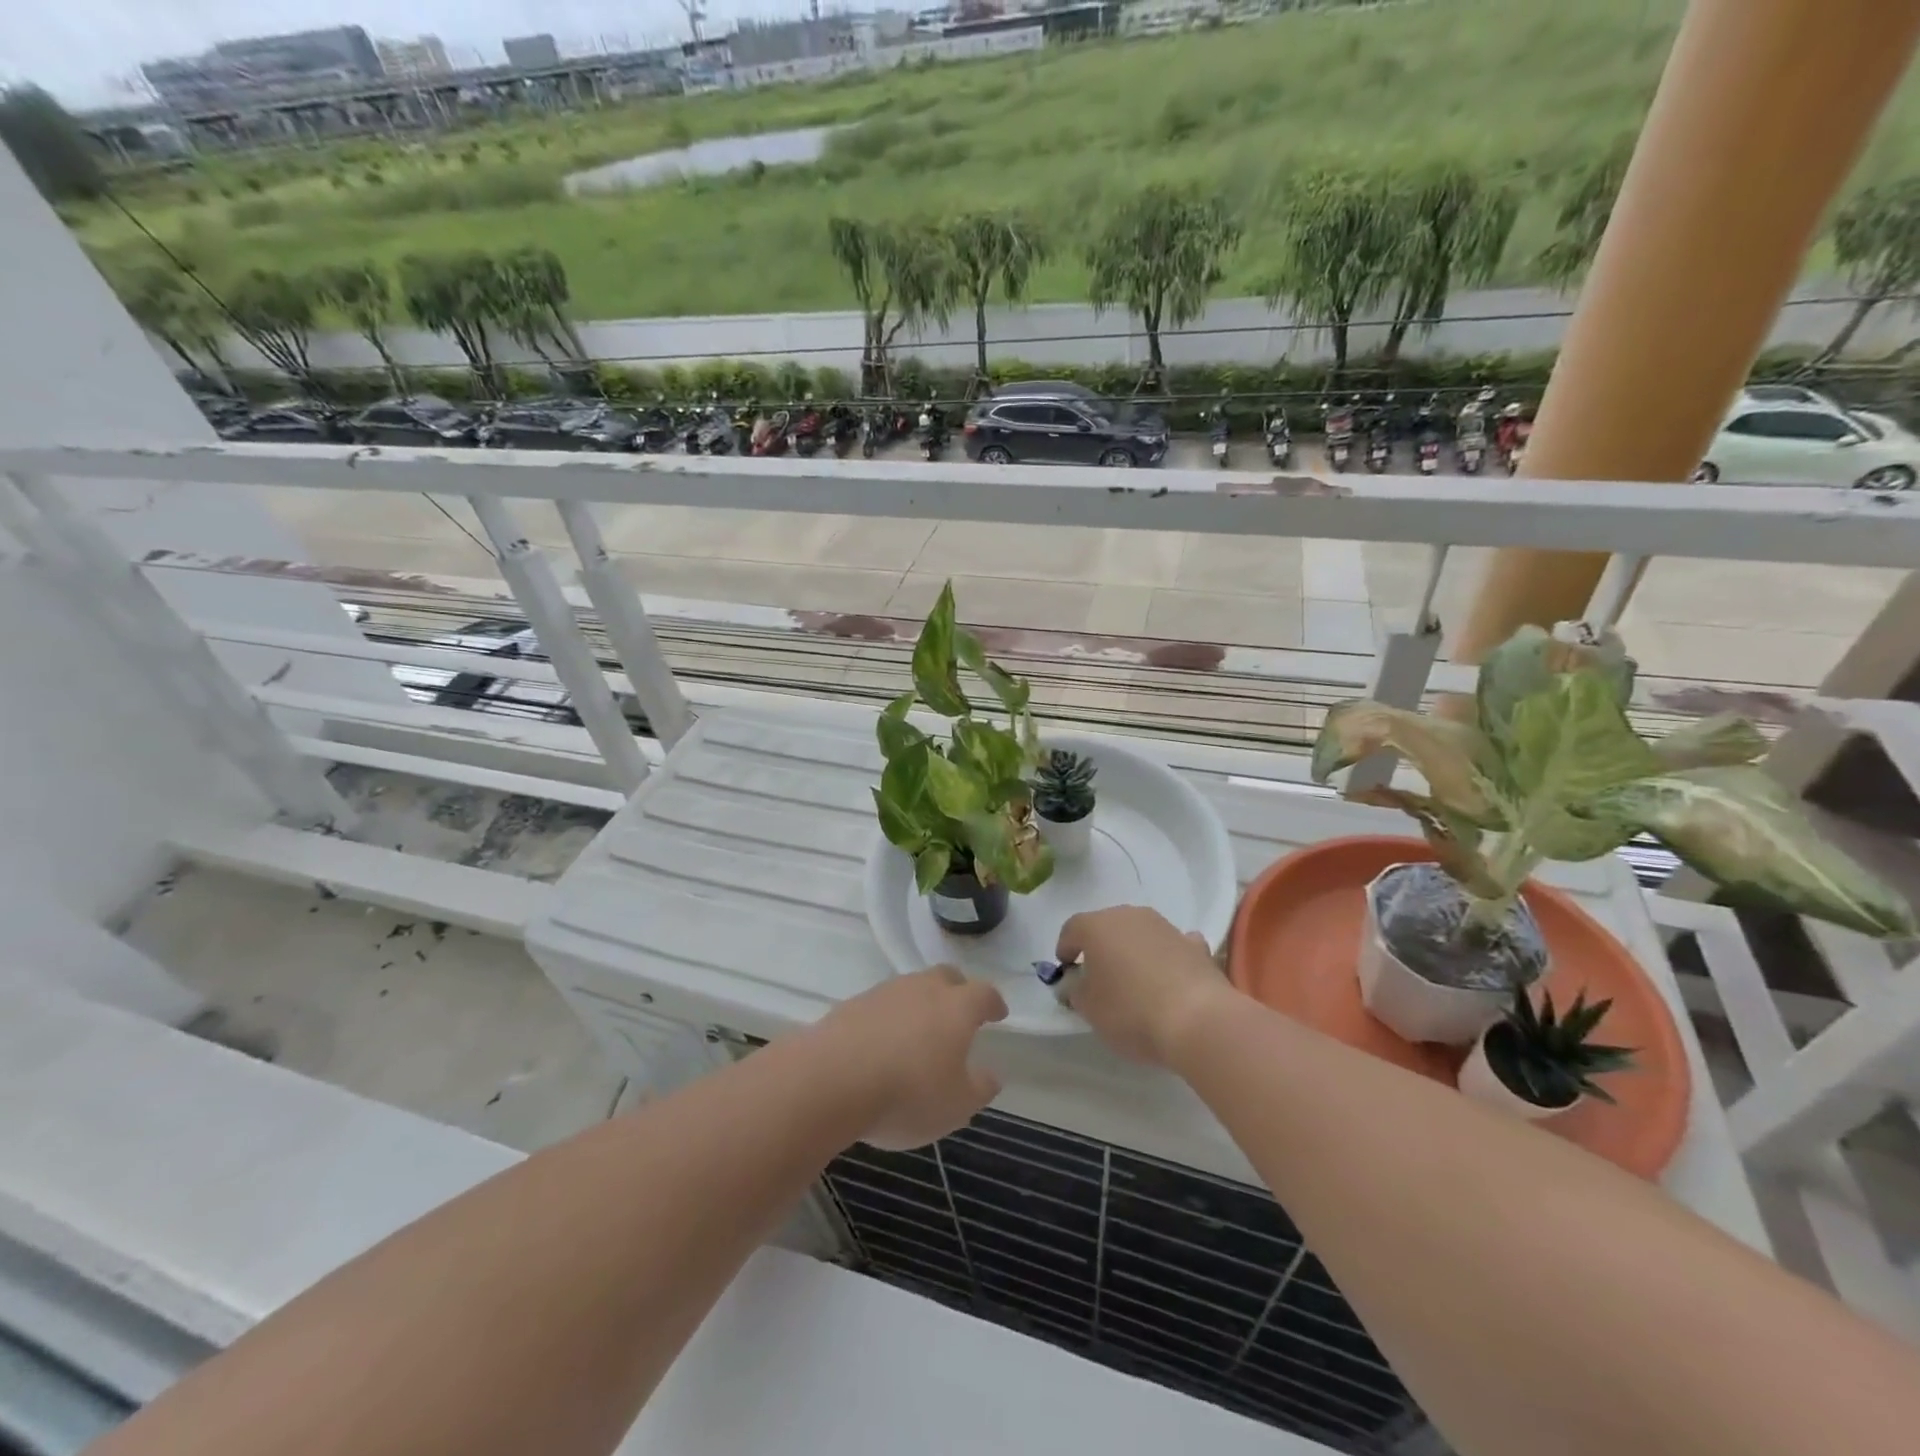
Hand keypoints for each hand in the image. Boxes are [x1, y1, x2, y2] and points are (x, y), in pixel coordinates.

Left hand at [815, 967, 1006, 1149]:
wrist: (831, 1079)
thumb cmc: (907, 1093)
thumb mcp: (956, 1105)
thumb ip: (979, 1088)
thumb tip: (990, 1075)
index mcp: (956, 1007)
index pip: (983, 993)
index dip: (993, 1003)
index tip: (998, 1013)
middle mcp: (922, 989)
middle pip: (946, 977)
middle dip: (957, 991)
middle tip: (960, 1013)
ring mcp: (884, 993)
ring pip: (911, 988)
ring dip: (919, 1004)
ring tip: (918, 1033)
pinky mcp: (852, 1005)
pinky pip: (881, 1006)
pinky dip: (889, 1019)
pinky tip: (883, 1045)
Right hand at [1056, 906, 1236, 1068]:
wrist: (1197, 1019)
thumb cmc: (1130, 1011)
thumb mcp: (1089, 1008)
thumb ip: (1075, 991)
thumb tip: (1075, 983)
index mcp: (1097, 926)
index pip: (1072, 929)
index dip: (1065, 948)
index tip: (1066, 970)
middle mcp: (1130, 916)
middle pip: (1107, 926)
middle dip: (1100, 947)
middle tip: (1098, 975)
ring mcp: (1165, 927)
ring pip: (1140, 933)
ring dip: (1133, 950)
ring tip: (1134, 981)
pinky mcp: (1195, 945)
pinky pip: (1171, 946)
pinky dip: (1166, 956)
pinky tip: (1169, 977)